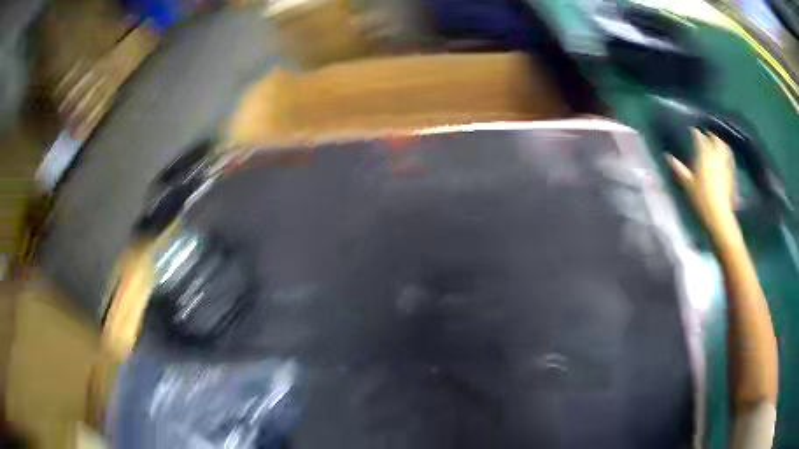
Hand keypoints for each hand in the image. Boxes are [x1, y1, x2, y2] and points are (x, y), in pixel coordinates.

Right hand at [667, 129, 735, 230]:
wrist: (719, 215)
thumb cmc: (702, 198)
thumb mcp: (687, 184)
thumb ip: (679, 168)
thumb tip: (667, 156)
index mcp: (704, 154)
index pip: (699, 138)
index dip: (695, 133)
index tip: (692, 131)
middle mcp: (716, 155)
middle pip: (714, 139)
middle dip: (710, 135)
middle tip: (706, 135)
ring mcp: (725, 164)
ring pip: (724, 147)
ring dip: (720, 142)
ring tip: (716, 142)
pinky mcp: (731, 173)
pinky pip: (729, 158)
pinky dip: (726, 154)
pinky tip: (725, 157)